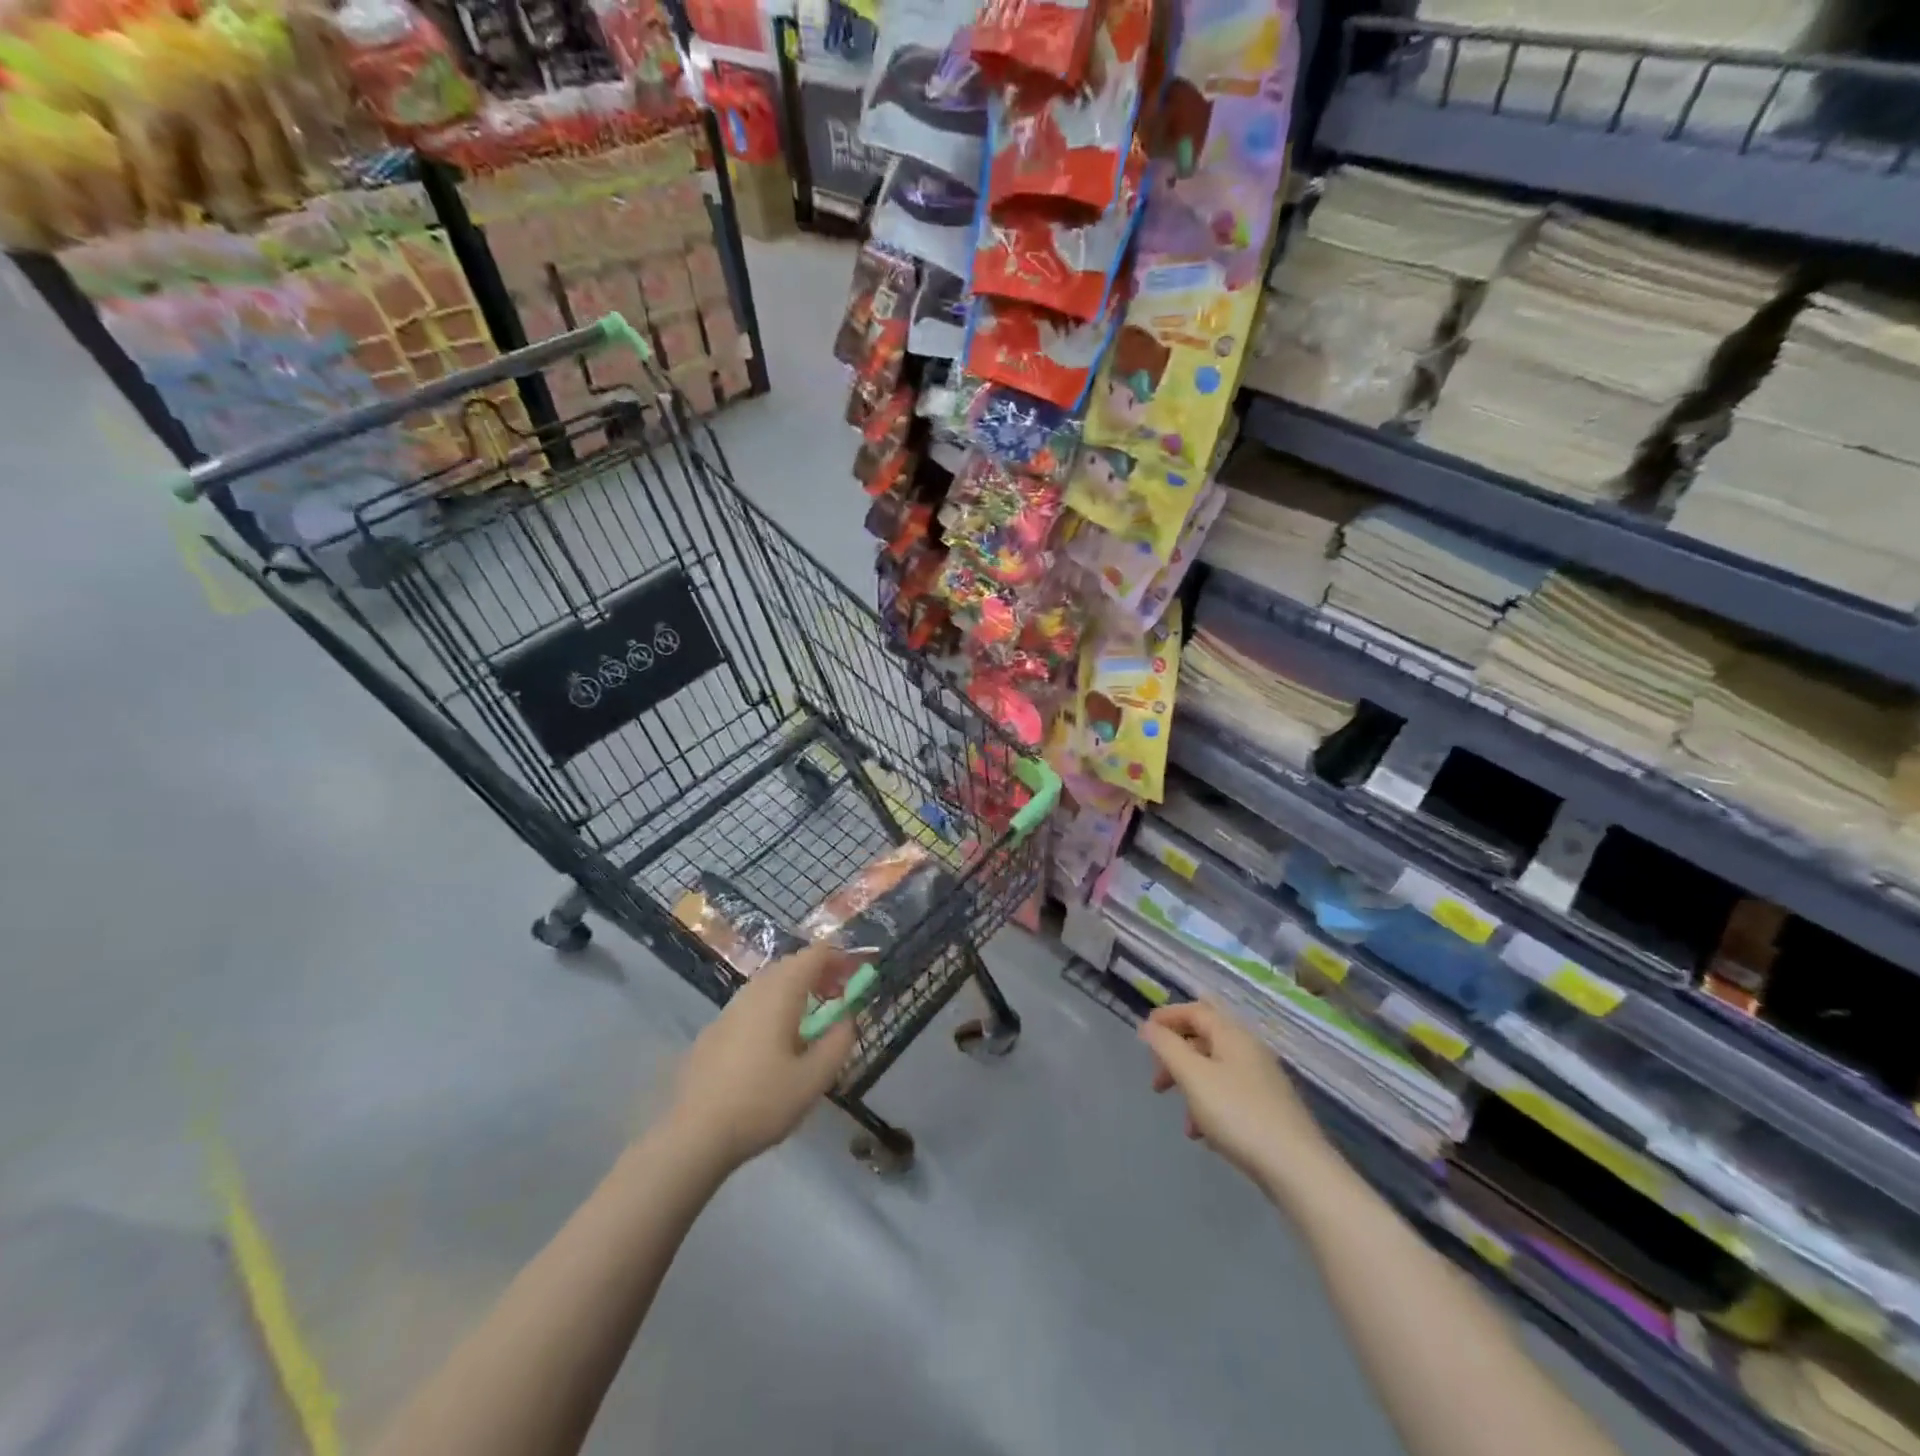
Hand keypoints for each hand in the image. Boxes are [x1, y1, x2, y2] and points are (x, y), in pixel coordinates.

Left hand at [668, 943, 858, 1171]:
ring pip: (769, 983)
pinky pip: (752, 1004)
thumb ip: (839, 1042)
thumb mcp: (814, 1079)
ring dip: (796, 989)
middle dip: (819, 971)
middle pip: (790, 964)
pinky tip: (776, 1042)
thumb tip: (848, 1018)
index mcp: (780, 994)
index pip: (814, 955)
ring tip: (812, 1018)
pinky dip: (774, 1006)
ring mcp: (729, 1010)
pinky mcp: (713, 1032)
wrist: (693, 1136)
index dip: (840, 957)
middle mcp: (753, 992)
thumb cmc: (761, 1103)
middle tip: (840, 995)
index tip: (858, 974)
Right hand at [1140, 1001, 1338, 1198]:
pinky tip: (1205, 1136)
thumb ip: (1167, 1046)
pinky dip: (1210, 1106)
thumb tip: (1150, 1025)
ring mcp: (1263, 1080)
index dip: (1167, 1017)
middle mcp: (1250, 1050)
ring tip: (1183, 1121)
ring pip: (1216, 1070)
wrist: (1297, 1169)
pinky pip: (1230, 1095)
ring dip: (1192, 1087)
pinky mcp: (1270, 1109)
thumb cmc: (1238, 1114)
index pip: (1195, 1010)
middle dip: (1176, 1057)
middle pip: (1204, 1039)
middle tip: (1157, 1082)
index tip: (1143, 1036)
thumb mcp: (1193, 1076)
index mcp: (1233, 1034)